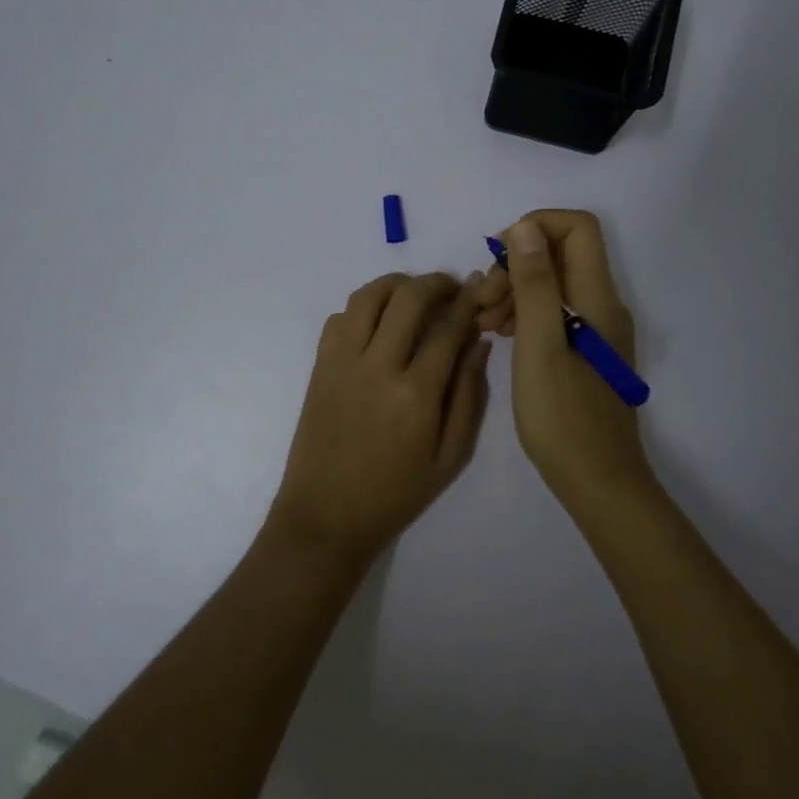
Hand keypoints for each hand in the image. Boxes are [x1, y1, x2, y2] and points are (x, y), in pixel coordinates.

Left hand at [268, 272, 491, 564]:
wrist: (325, 516)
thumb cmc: (395, 493)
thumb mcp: (450, 456)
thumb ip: (468, 396)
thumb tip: (479, 345)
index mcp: (416, 394)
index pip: (448, 328)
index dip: (468, 304)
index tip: (479, 294)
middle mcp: (377, 366)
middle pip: (408, 297)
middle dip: (436, 282)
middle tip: (452, 288)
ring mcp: (342, 361)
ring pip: (368, 296)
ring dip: (397, 284)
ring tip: (415, 293)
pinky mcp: (319, 365)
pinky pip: (339, 317)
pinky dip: (362, 308)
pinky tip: (379, 322)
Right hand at [474, 211, 652, 506]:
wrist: (598, 483)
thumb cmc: (564, 417)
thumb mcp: (540, 345)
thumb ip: (534, 283)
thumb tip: (525, 226)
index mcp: (597, 297)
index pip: (577, 227)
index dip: (535, 227)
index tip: (499, 258)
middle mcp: (603, 305)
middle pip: (561, 253)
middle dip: (516, 264)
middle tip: (484, 301)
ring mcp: (597, 329)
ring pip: (554, 283)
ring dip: (515, 290)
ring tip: (484, 322)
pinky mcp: (586, 351)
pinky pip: (554, 312)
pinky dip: (524, 313)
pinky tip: (500, 336)